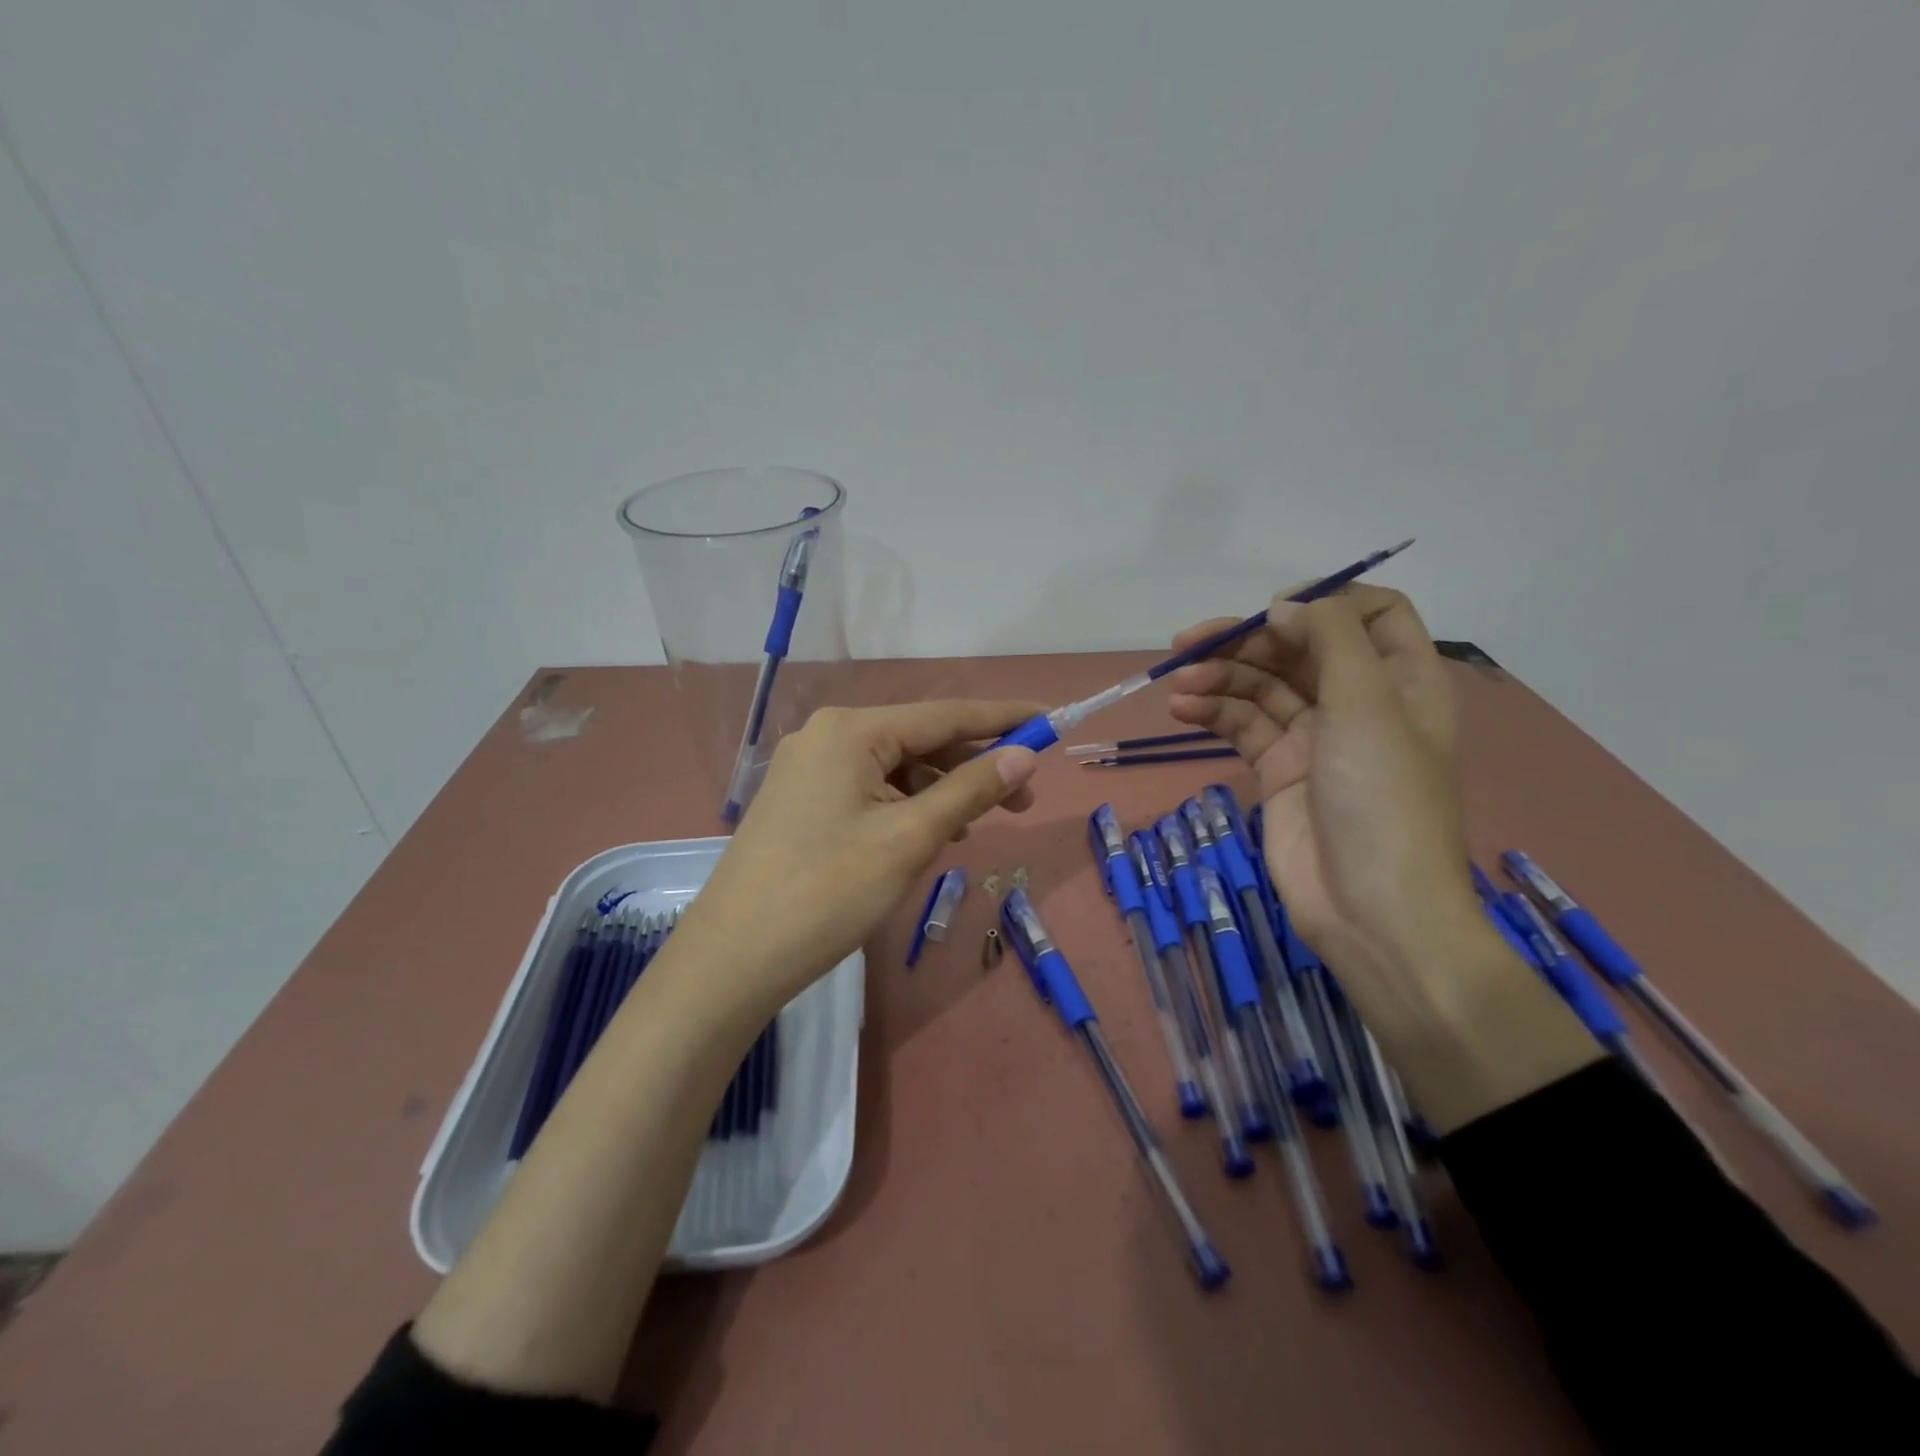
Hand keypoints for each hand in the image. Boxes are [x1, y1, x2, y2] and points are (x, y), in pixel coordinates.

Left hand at [675, 700, 1043, 1010]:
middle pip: (919, 739)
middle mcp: (828, 735)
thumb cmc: (828, 892)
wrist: (733, 959)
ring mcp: (809, 768)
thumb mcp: (910, 838)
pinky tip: (927, 835)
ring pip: (895, 768)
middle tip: (1024, 801)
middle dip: (973, 766)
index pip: (945, 714)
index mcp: (852, 730)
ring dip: (941, 790)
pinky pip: (869, 789)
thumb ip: (970, 790)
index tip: (1051, 721)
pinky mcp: (801, 800)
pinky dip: (906, 806)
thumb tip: (1024, 754)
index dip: (1003, 718)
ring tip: (975, 828)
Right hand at [1166, 586, 1476, 970]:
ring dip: (1219, 677)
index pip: (1372, 614)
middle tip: (1189, 644)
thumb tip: (1285, 606)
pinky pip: (1243, 726)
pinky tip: (1181, 708)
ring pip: (1263, 687)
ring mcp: (1316, 737)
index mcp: (1402, 679)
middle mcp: (1360, 701)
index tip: (1273, 612)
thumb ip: (1329, 639)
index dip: (1322, 602)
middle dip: (1247, 641)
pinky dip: (1213, 712)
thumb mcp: (1368, 703)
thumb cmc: (1382, 798)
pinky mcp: (1279, 770)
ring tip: (1178, 682)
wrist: (1371, 909)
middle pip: (1300, 649)